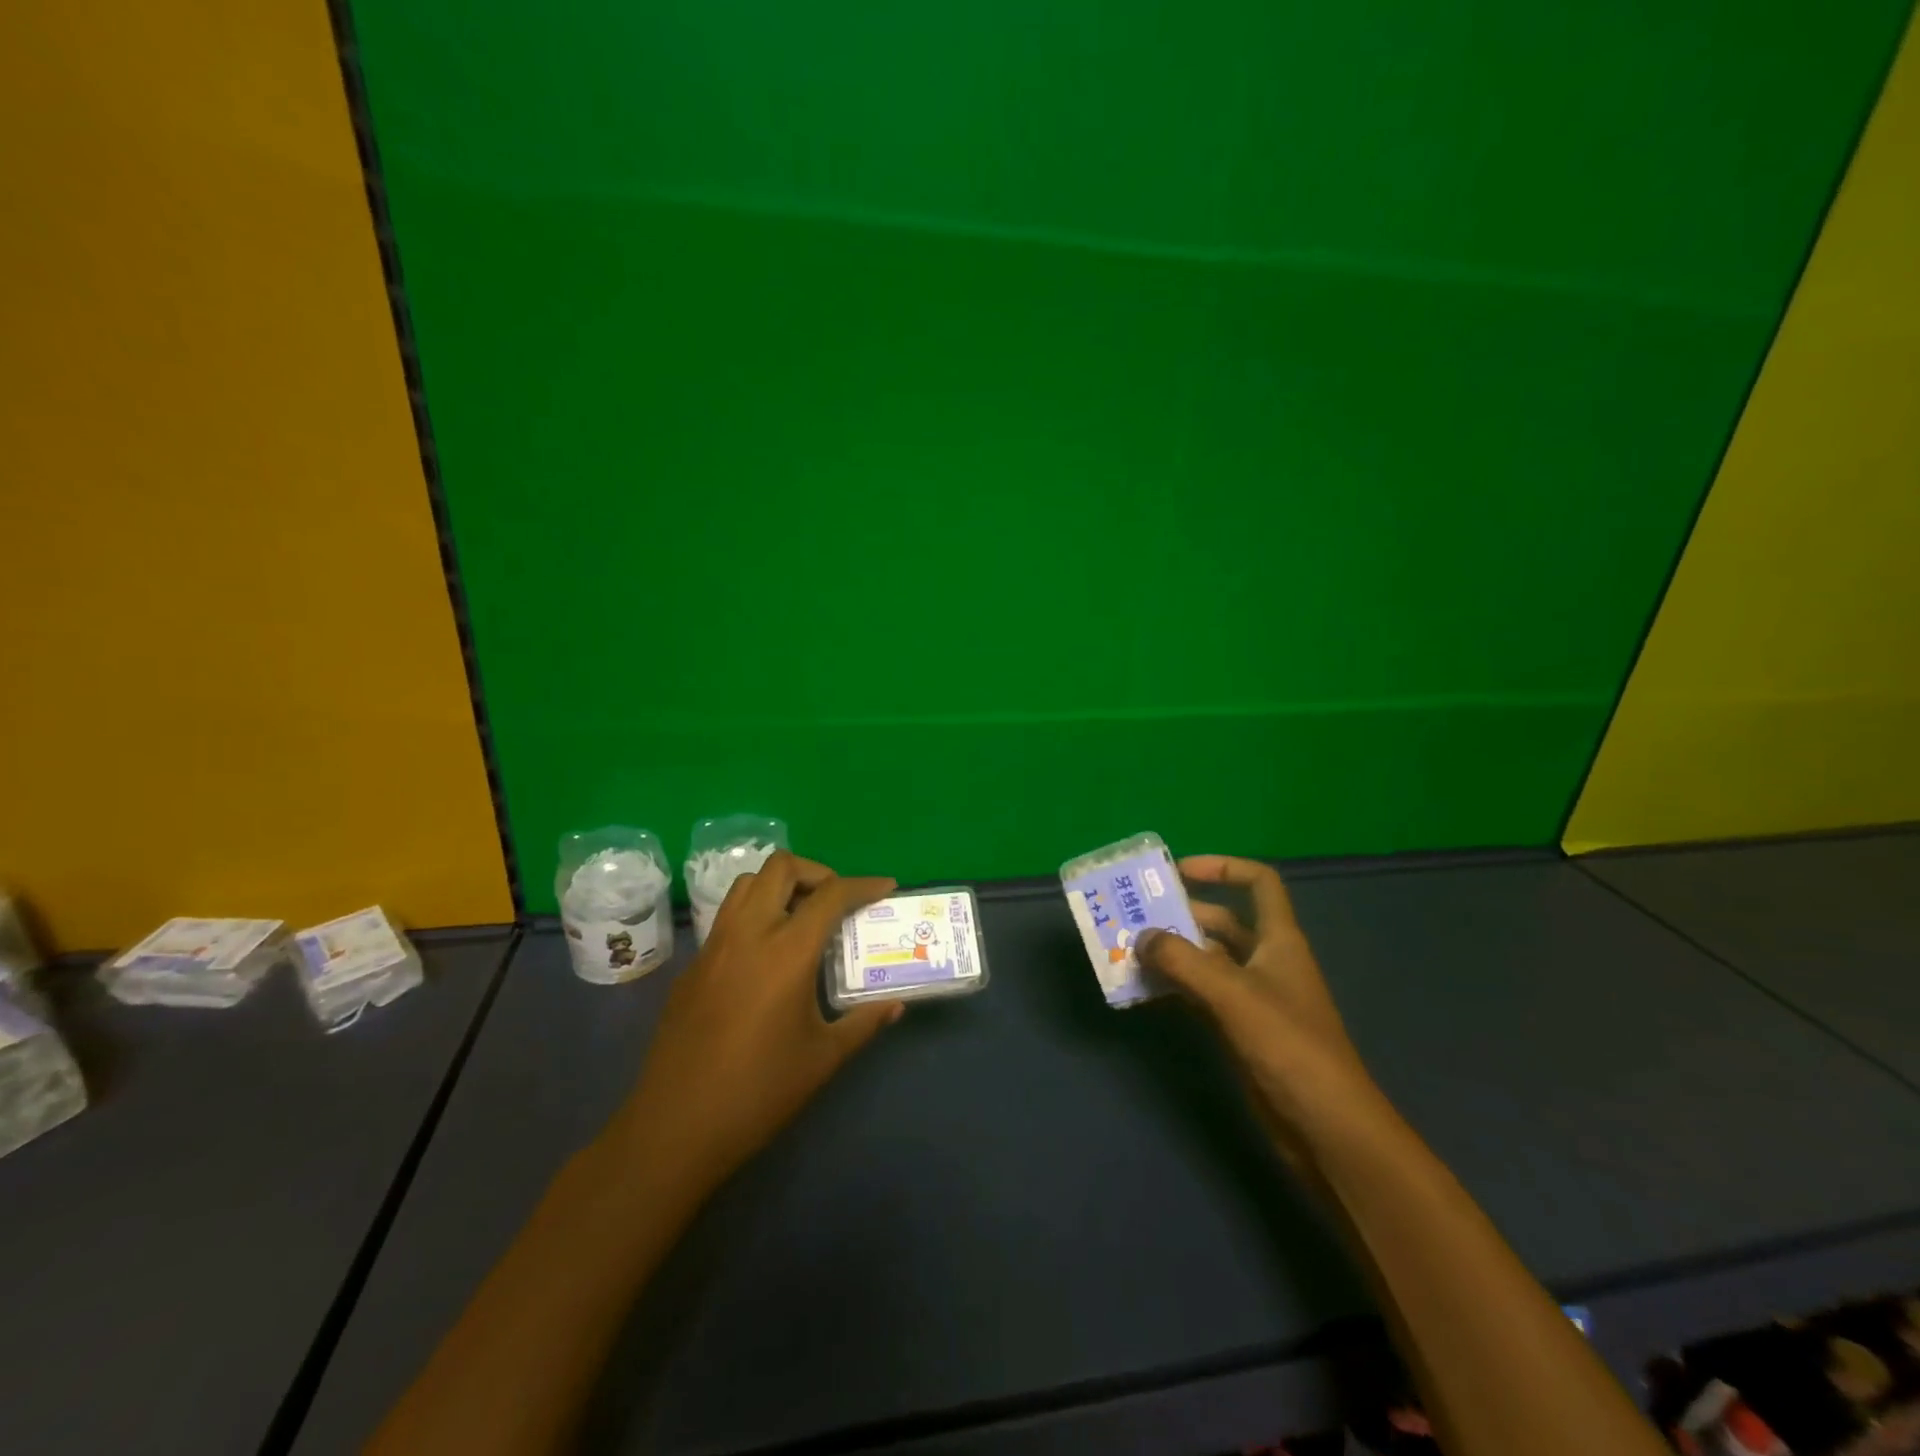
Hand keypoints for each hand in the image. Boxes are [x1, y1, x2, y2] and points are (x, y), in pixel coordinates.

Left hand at [611, 852, 902, 1193]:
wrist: (675, 1128)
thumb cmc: (759, 1093)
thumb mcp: (823, 1057)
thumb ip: (863, 1023)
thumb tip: (896, 1006)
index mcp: (786, 951)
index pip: (831, 894)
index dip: (863, 884)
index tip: (885, 888)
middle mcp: (748, 933)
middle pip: (781, 868)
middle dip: (817, 872)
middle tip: (837, 901)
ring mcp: (714, 946)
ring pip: (747, 884)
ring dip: (780, 886)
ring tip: (803, 917)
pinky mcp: (692, 966)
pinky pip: (727, 916)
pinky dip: (755, 913)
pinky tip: (767, 955)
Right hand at [1138, 856, 1379, 1153]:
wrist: (1326, 1127)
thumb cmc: (1289, 1046)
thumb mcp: (1233, 994)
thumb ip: (1183, 961)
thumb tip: (1141, 937)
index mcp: (1279, 940)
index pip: (1259, 883)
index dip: (1223, 867)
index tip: (1178, 871)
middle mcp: (1266, 961)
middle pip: (1222, 921)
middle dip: (1181, 914)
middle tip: (1134, 915)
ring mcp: (1252, 997)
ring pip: (1206, 960)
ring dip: (1172, 953)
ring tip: (1127, 950)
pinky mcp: (1240, 1030)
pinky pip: (1200, 995)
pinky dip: (1174, 988)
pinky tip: (1142, 991)